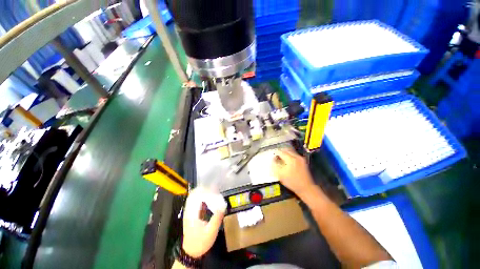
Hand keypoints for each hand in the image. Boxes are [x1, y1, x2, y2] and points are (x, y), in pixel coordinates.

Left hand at [182, 187, 226, 257]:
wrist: (191, 252)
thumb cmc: (200, 242)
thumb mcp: (210, 232)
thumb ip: (216, 219)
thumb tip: (223, 206)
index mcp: (192, 213)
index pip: (195, 196)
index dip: (204, 190)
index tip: (214, 188)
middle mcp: (189, 210)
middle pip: (194, 193)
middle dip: (204, 189)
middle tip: (215, 188)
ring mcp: (189, 211)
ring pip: (195, 196)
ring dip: (204, 192)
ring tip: (214, 191)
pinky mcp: (192, 213)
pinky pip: (196, 201)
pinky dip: (203, 197)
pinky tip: (210, 198)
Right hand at [271, 149, 315, 196]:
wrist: (306, 187)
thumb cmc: (292, 181)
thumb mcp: (280, 174)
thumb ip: (275, 165)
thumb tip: (273, 159)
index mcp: (290, 159)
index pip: (281, 152)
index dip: (276, 153)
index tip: (272, 156)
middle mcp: (296, 156)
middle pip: (286, 150)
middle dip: (280, 152)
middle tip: (276, 155)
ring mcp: (301, 158)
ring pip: (291, 152)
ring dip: (285, 153)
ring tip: (281, 157)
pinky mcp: (303, 161)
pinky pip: (294, 154)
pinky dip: (289, 155)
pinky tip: (287, 160)